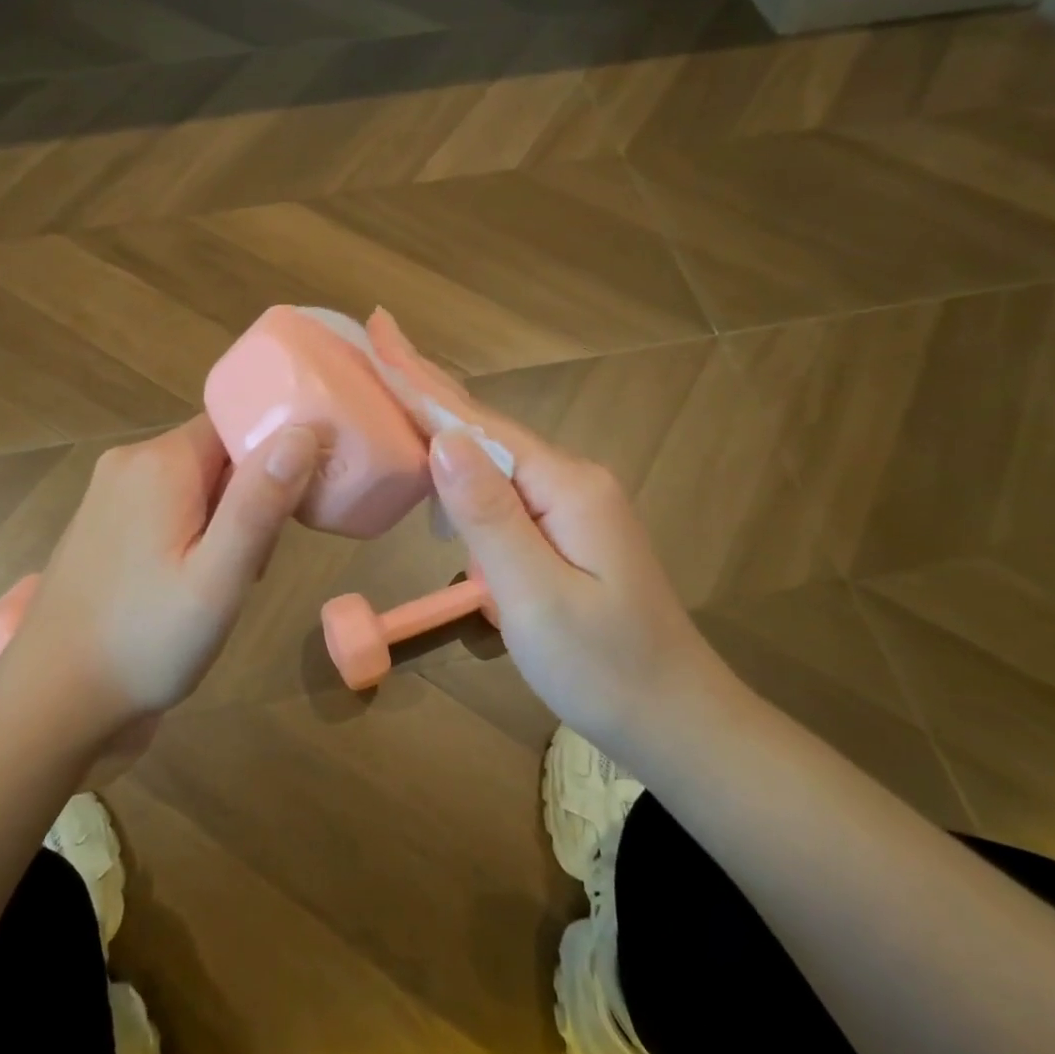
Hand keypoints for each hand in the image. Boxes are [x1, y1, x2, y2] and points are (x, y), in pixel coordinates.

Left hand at [0, 415, 319, 729]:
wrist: (54, 700)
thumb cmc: (146, 640)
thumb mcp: (219, 579)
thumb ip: (260, 503)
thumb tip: (303, 430)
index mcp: (160, 462)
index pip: (236, 423)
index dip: (272, 457)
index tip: (291, 507)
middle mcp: (129, 462)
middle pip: (216, 453)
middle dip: (248, 498)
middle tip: (251, 563)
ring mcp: (108, 492)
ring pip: (194, 482)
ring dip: (222, 520)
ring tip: (222, 582)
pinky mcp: (102, 522)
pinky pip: (165, 504)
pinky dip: (191, 532)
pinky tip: (187, 582)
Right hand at [367, 311, 731, 752]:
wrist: (676, 719)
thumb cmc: (603, 667)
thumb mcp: (536, 595)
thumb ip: (489, 515)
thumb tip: (444, 438)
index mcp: (565, 485)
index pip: (477, 424)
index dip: (422, 382)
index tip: (380, 333)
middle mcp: (571, 479)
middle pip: (485, 428)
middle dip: (428, 387)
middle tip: (378, 345)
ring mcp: (572, 503)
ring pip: (493, 455)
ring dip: (442, 422)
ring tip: (395, 390)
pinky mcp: (566, 528)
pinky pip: (503, 486)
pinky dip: (462, 466)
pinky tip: (440, 464)